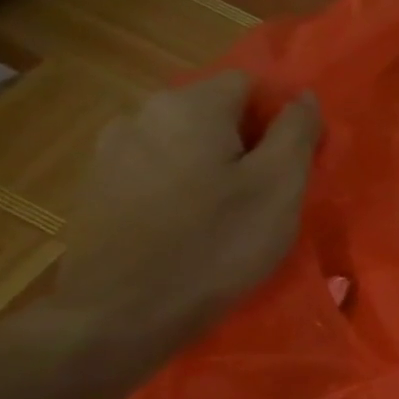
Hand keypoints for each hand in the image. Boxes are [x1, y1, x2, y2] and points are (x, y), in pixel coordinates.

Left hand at [53, 72, 320, 353]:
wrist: (123, 314)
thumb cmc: (217, 244)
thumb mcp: (280, 186)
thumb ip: (296, 132)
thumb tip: (302, 97)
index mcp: (189, 106)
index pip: (249, 84)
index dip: (278, 118)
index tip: (291, 164)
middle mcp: (141, 113)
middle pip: (213, 111)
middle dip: (245, 142)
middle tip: (266, 193)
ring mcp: (110, 150)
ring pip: (183, 142)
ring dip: (211, 164)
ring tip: (226, 213)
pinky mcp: (96, 188)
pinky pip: (155, 169)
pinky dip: (179, 186)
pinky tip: (187, 226)